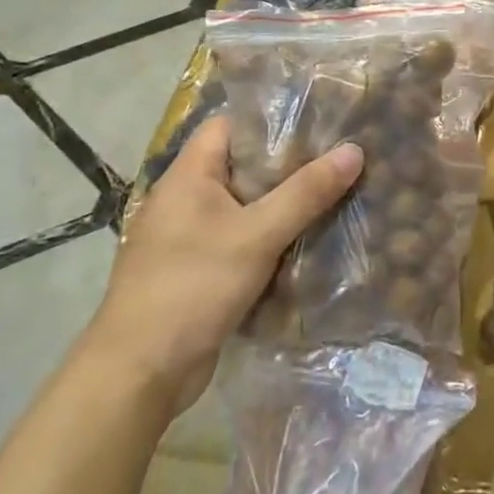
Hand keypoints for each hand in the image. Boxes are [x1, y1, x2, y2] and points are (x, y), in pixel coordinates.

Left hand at [85, 116, 362, 411]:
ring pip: (243, 207)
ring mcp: (186, 238)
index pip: (229, 126)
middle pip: (241, 167)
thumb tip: (355, 150)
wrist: (139, 373)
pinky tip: (306, 242)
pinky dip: (268, 239)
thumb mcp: (258, 235)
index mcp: (187, 176)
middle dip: (287, 165)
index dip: (270, 120)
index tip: (317, 122)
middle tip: (338, 159)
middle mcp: (183, 200)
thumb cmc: (193, 286)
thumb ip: (306, 192)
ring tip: (333, 195)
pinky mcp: (195, 271)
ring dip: (281, 205)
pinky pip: (239, 241)